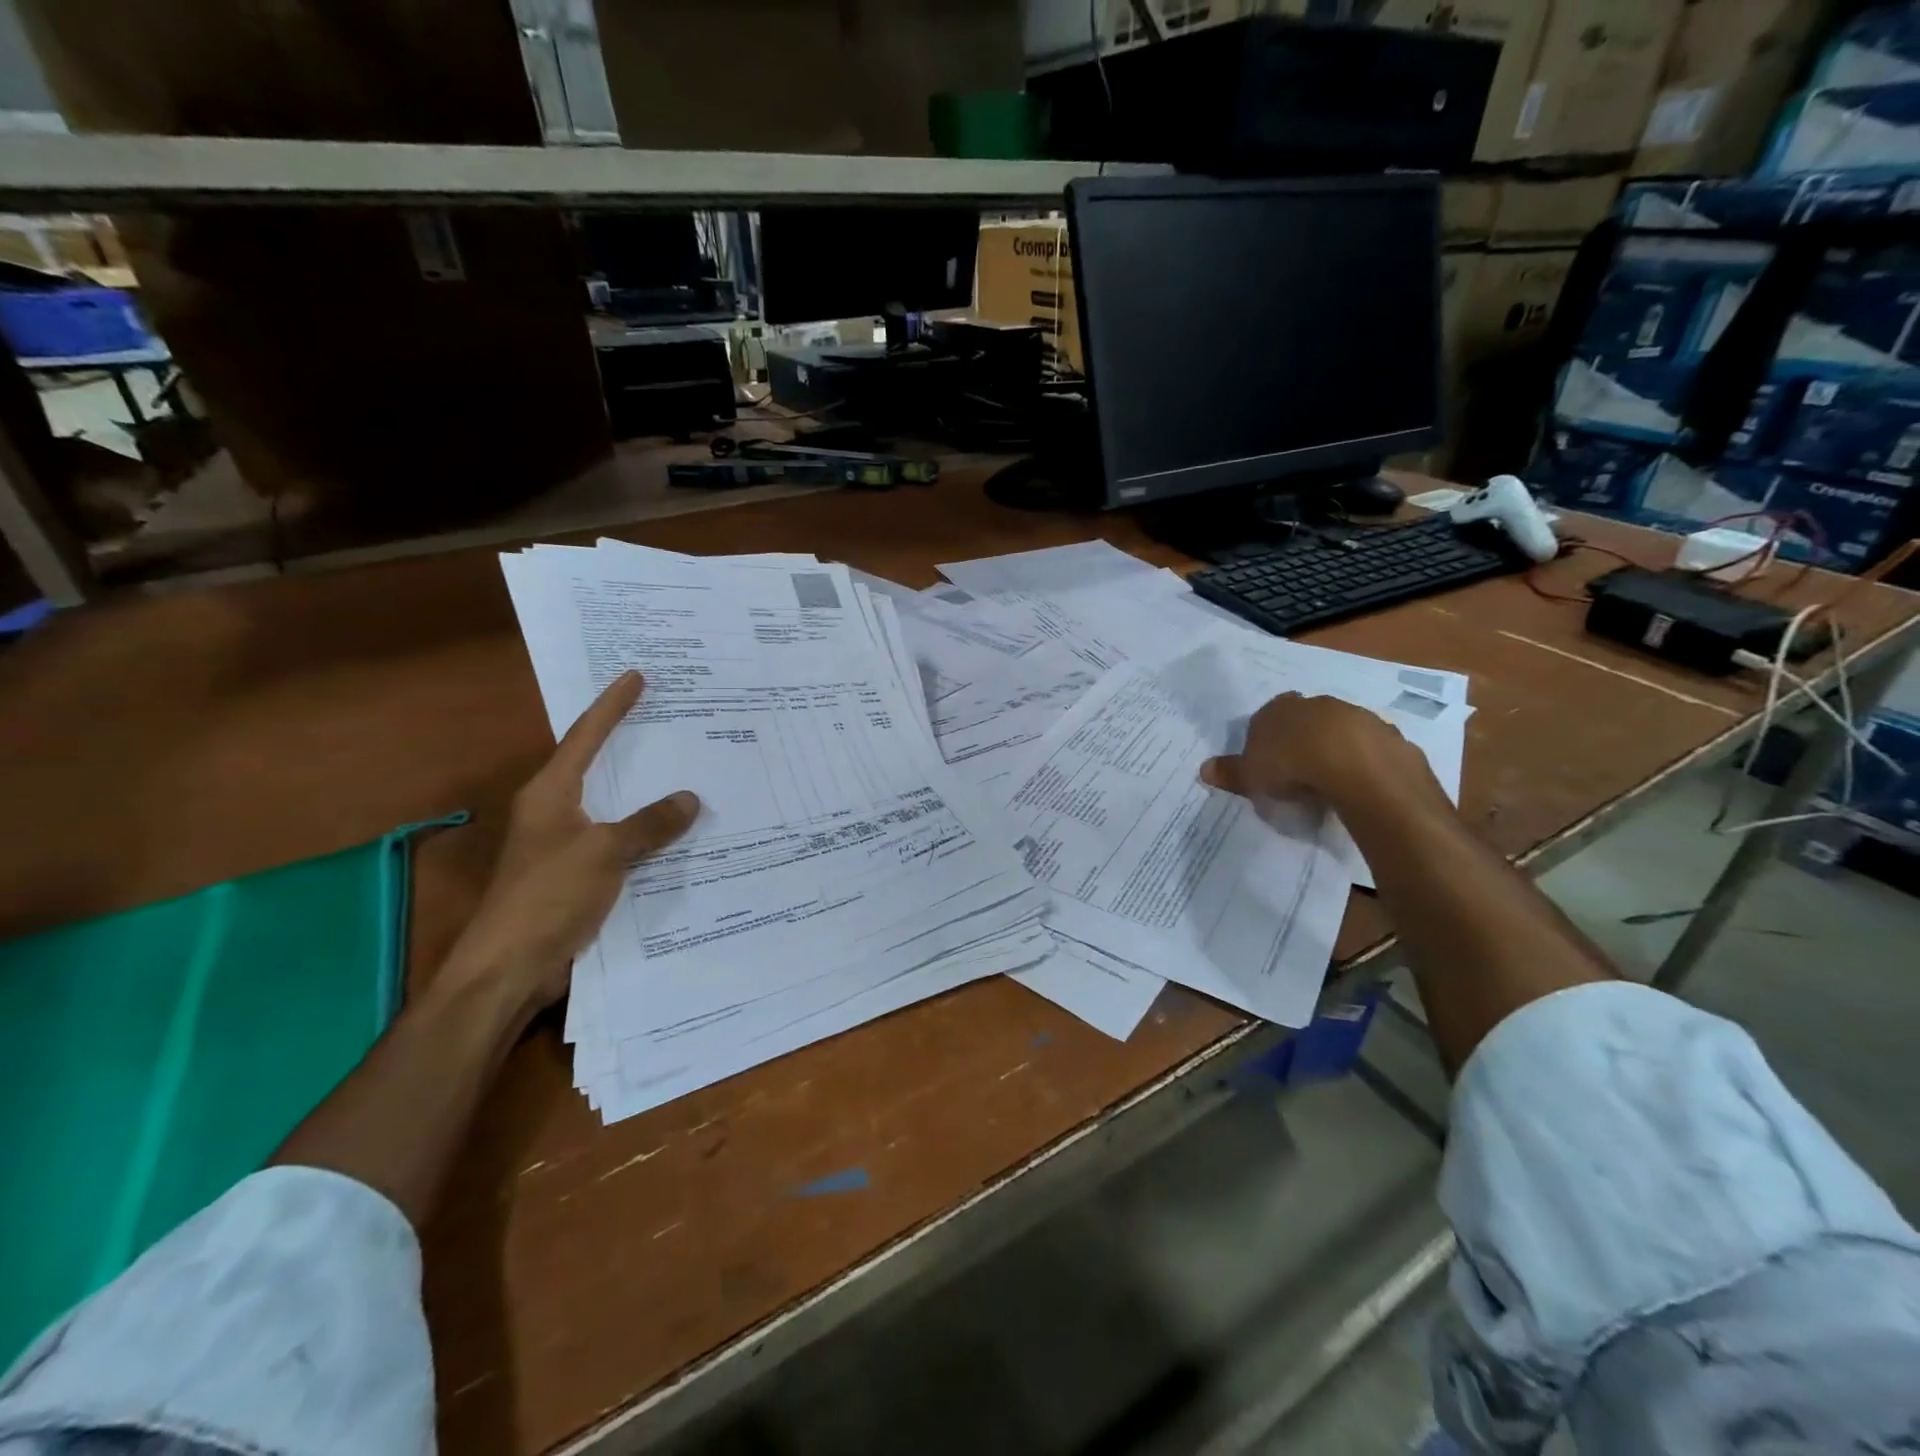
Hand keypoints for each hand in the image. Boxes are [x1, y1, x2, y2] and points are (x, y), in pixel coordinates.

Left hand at [438, 670, 699, 1019]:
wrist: (511, 967)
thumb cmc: (548, 896)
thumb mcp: (604, 852)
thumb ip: (648, 824)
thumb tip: (690, 799)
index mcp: (550, 793)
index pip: (585, 736)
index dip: (612, 706)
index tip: (635, 676)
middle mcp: (556, 812)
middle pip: (599, 767)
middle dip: (632, 743)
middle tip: (669, 717)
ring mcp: (567, 845)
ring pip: (615, 807)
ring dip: (646, 794)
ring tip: (688, 771)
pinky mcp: (579, 876)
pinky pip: (622, 842)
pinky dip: (648, 834)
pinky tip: (680, 835)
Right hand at [1199, 693, 1437, 811]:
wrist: (1355, 766)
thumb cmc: (1291, 766)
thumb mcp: (1250, 776)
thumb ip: (1230, 772)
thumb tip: (1204, 769)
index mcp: (1277, 710)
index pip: (1265, 717)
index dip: (1266, 738)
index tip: (1267, 763)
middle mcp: (1314, 705)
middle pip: (1303, 719)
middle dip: (1301, 739)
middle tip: (1297, 772)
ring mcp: (1353, 715)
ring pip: (1338, 729)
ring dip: (1334, 748)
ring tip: (1328, 781)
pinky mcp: (1384, 733)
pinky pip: (1368, 746)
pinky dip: (1362, 760)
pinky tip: (1358, 783)